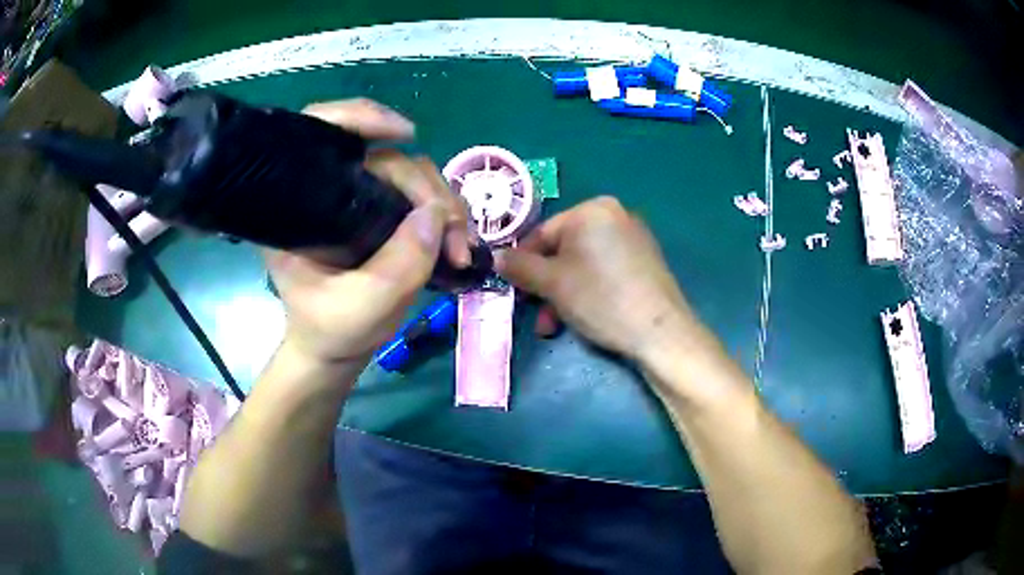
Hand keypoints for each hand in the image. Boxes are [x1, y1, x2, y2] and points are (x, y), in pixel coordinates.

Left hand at [264, 99, 471, 366]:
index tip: (405, 134)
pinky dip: (447, 217)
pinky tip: (457, 244)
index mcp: (300, 207)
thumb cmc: (331, 331)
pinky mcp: (383, 214)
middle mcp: (330, 193)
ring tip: (459, 250)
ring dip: (446, 207)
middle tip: (453, 239)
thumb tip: (435, 215)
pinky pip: (423, 198)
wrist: (335, 347)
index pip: (321, 133)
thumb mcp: (360, 310)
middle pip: (386, 159)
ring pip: (414, 176)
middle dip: (428, 191)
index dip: (358, 117)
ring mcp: (360, 201)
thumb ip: (398, 268)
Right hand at [496, 197, 709, 363]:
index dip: (523, 263)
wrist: (659, 331)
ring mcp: (634, 238)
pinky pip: (605, 270)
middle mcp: (616, 215)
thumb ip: (520, 267)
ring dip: (563, 294)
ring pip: (583, 264)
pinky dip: (588, 290)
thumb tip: (496, 256)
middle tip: (538, 314)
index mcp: (593, 209)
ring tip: (556, 325)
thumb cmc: (601, 298)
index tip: (514, 290)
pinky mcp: (645, 261)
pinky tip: (584, 316)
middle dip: (546, 285)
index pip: (543, 233)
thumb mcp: (552, 283)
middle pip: (564, 250)